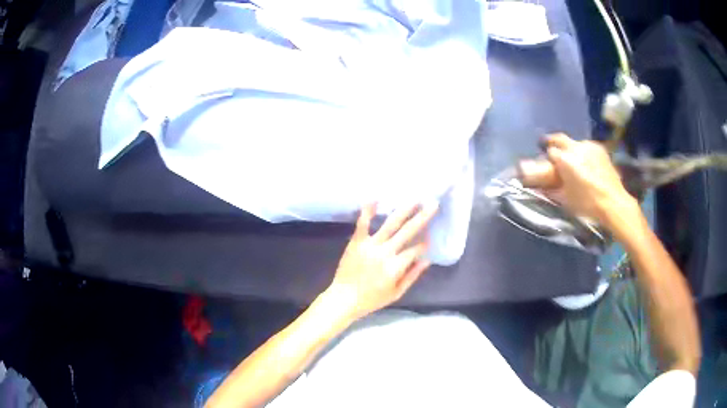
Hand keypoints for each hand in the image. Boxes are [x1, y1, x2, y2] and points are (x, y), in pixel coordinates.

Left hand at [324, 203, 437, 321]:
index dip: (424, 244)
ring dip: (404, 210)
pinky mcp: (356, 242)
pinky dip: (368, 211)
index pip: (415, 250)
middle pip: (407, 231)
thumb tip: (427, 260)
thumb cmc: (371, 299)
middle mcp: (385, 252)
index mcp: (396, 267)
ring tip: (415, 199)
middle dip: (422, 217)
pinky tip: (376, 199)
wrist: (343, 298)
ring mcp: (370, 245)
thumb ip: (412, 276)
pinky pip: (363, 224)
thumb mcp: (396, 293)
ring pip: (390, 224)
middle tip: (433, 204)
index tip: (429, 238)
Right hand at [518, 133, 639, 230]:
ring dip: (571, 149)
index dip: (548, 157)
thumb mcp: (565, 199)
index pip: (550, 151)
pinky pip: (587, 147)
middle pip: (560, 138)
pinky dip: (584, 153)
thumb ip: (551, 191)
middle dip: (553, 142)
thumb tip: (541, 188)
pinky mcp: (600, 149)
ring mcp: (589, 146)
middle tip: (550, 147)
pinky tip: (587, 163)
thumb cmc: (587, 203)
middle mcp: (575, 147)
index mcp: (564, 159)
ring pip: (575, 143)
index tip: (547, 163)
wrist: (612, 202)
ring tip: (574, 160)